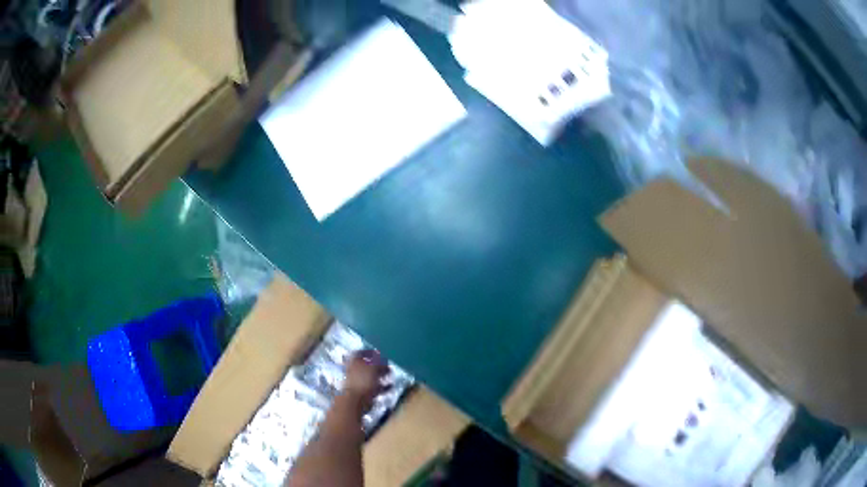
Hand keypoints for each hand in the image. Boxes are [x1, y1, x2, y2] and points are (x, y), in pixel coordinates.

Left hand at [342, 350, 388, 412]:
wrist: (354, 402)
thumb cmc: (362, 382)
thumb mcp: (374, 368)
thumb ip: (379, 362)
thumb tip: (383, 360)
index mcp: (353, 361)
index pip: (361, 353)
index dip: (370, 352)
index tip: (380, 353)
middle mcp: (353, 370)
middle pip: (366, 365)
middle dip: (377, 365)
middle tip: (388, 365)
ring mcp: (357, 383)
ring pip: (370, 377)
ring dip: (380, 376)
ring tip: (391, 376)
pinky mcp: (362, 393)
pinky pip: (374, 388)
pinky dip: (382, 387)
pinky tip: (390, 387)